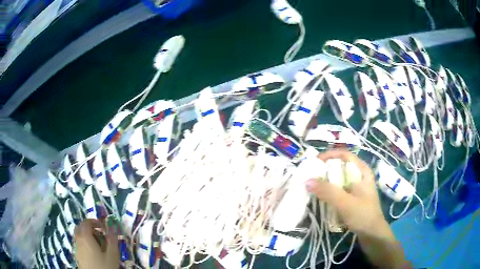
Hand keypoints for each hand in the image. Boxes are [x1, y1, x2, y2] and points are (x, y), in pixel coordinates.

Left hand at [74, 218, 119, 268]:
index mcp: (85, 236)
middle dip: (89, 228)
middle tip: (100, 234)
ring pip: (78, 235)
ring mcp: (76, 247)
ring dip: (86, 235)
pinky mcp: (76, 255)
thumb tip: (113, 224)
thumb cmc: (105, 266)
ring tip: (97, 244)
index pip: (87, 222)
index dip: (95, 222)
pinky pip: (78, 243)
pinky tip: (93, 253)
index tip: (104, 227)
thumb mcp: (112, 254)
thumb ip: (112, 238)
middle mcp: (78, 239)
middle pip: (81, 227)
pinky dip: (84, 243)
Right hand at [305, 150, 387, 235]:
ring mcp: (357, 187)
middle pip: (341, 166)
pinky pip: (340, 189)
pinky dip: (330, 190)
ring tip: (313, 185)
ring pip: (339, 178)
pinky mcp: (354, 197)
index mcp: (362, 171)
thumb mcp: (345, 203)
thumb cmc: (363, 215)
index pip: (345, 155)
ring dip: (326, 180)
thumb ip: (328, 192)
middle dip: (325, 169)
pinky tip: (322, 197)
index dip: (329, 155)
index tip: (314, 162)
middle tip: (310, 175)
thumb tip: (307, 181)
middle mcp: (360, 176)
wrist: (372, 234)